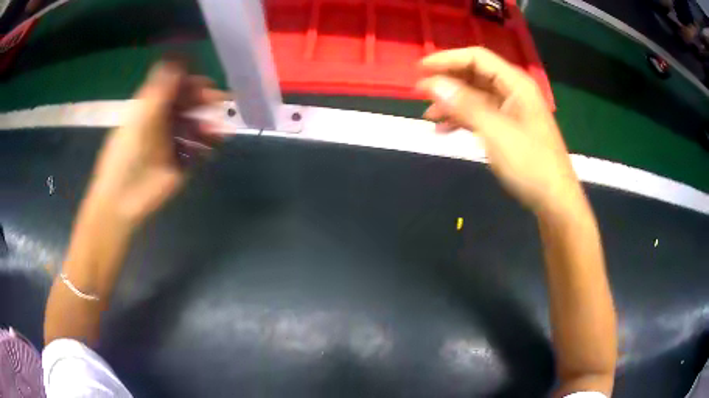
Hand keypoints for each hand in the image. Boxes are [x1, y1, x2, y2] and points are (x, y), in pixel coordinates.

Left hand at [83, 61, 223, 227]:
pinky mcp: (182, 163)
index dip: (190, 82)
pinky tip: (217, 140)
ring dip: (209, 121)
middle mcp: (164, 123)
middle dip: (205, 100)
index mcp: (151, 109)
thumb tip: (177, 59)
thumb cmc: (126, 155)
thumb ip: (159, 89)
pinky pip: (200, 148)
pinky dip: (210, 143)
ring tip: (219, 126)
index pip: (174, 88)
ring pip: (196, 125)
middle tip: (220, 99)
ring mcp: (173, 143)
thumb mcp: (141, 117)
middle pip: (189, 105)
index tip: (206, 81)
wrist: (123, 199)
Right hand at [417, 47, 582, 213]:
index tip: (420, 69)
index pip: (477, 58)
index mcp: (515, 84)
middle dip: (447, 82)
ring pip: (475, 96)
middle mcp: (513, 91)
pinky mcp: (509, 128)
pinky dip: (462, 119)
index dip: (447, 59)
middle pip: (475, 75)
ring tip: (429, 116)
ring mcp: (511, 111)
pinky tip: (445, 130)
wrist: (554, 200)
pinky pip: (481, 115)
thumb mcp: (496, 132)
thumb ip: (464, 105)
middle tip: (420, 94)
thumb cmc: (530, 164)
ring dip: (452, 103)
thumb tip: (432, 83)